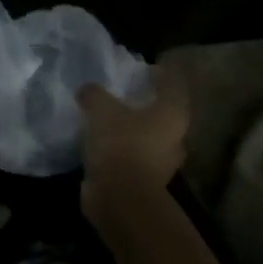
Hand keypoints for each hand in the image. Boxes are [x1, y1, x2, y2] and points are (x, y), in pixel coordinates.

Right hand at [77, 64, 187, 223]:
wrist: (120, 197)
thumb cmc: (121, 144)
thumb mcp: (101, 109)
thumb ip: (95, 94)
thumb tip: (88, 89)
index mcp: (171, 115)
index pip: (173, 86)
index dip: (163, 75)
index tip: (149, 66)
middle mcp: (173, 138)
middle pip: (164, 113)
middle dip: (147, 102)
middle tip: (125, 90)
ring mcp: (160, 162)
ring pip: (148, 136)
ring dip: (132, 126)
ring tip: (108, 114)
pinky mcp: (142, 178)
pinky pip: (131, 154)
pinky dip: (119, 146)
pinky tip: (100, 139)